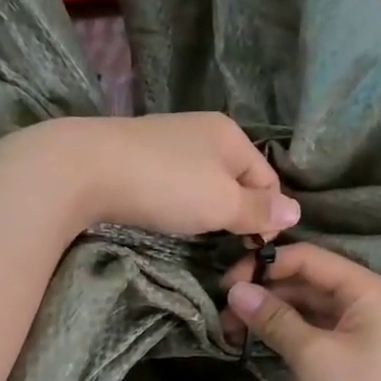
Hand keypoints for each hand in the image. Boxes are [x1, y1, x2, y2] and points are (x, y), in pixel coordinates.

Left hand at [1, 114, 298, 238]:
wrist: (84, 169)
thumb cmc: (165, 184)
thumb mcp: (221, 202)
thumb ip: (259, 209)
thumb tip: (296, 213)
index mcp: (230, 134)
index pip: (268, 179)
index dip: (268, 215)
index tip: (256, 249)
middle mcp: (202, 131)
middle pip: (236, 180)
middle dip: (238, 213)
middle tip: (230, 246)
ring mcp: (168, 142)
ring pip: (204, 183)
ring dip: (208, 210)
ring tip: (199, 235)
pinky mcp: (139, 158)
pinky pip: (175, 184)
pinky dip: (179, 203)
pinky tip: (169, 217)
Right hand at [221, 243, 380, 380]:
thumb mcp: (311, 356)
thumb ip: (273, 318)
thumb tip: (235, 290)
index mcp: (372, 290)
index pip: (311, 259)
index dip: (266, 266)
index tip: (225, 284)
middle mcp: (374, 300)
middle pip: (311, 281)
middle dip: (266, 292)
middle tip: (223, 312)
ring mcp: (368, 328)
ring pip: (312, 307)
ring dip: (274, 313)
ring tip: (232, 327)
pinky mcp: (359, 352)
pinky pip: (319, 329)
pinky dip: (290, 331)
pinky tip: (259, 337)